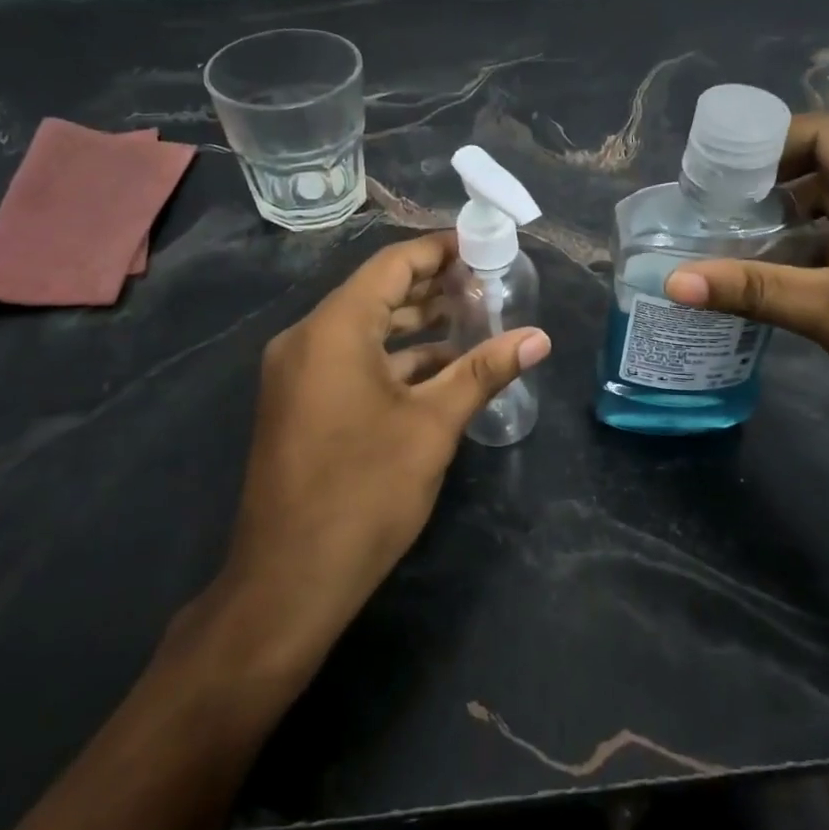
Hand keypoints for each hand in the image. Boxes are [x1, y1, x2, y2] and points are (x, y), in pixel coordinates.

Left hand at [205, 233, 550, 673]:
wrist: (288, 582)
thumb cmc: (364, 492)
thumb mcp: (433, 426)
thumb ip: (484, 371)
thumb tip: (539, 338)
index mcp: (332, 330)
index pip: (391, 265)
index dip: (438, 250)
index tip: (482, 247)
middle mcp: (306, 340)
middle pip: (376, 294)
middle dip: (433, 288)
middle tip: (488, 285)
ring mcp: (298, 375)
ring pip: (364, 330)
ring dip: (415, 326)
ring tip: (474, 320)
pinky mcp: (300, 405)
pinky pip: (351, 362)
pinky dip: (394, 359)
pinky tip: (439, 370)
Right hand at [666, 114, 828, 485]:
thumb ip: (752, 290)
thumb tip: (671, 281)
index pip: (827, 136)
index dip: (765, 147)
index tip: (713, 174)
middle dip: (769, 186)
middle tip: (708, 207)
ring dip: (788, 223)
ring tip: (724, 238)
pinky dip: (811, 252)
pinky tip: (765, 272)